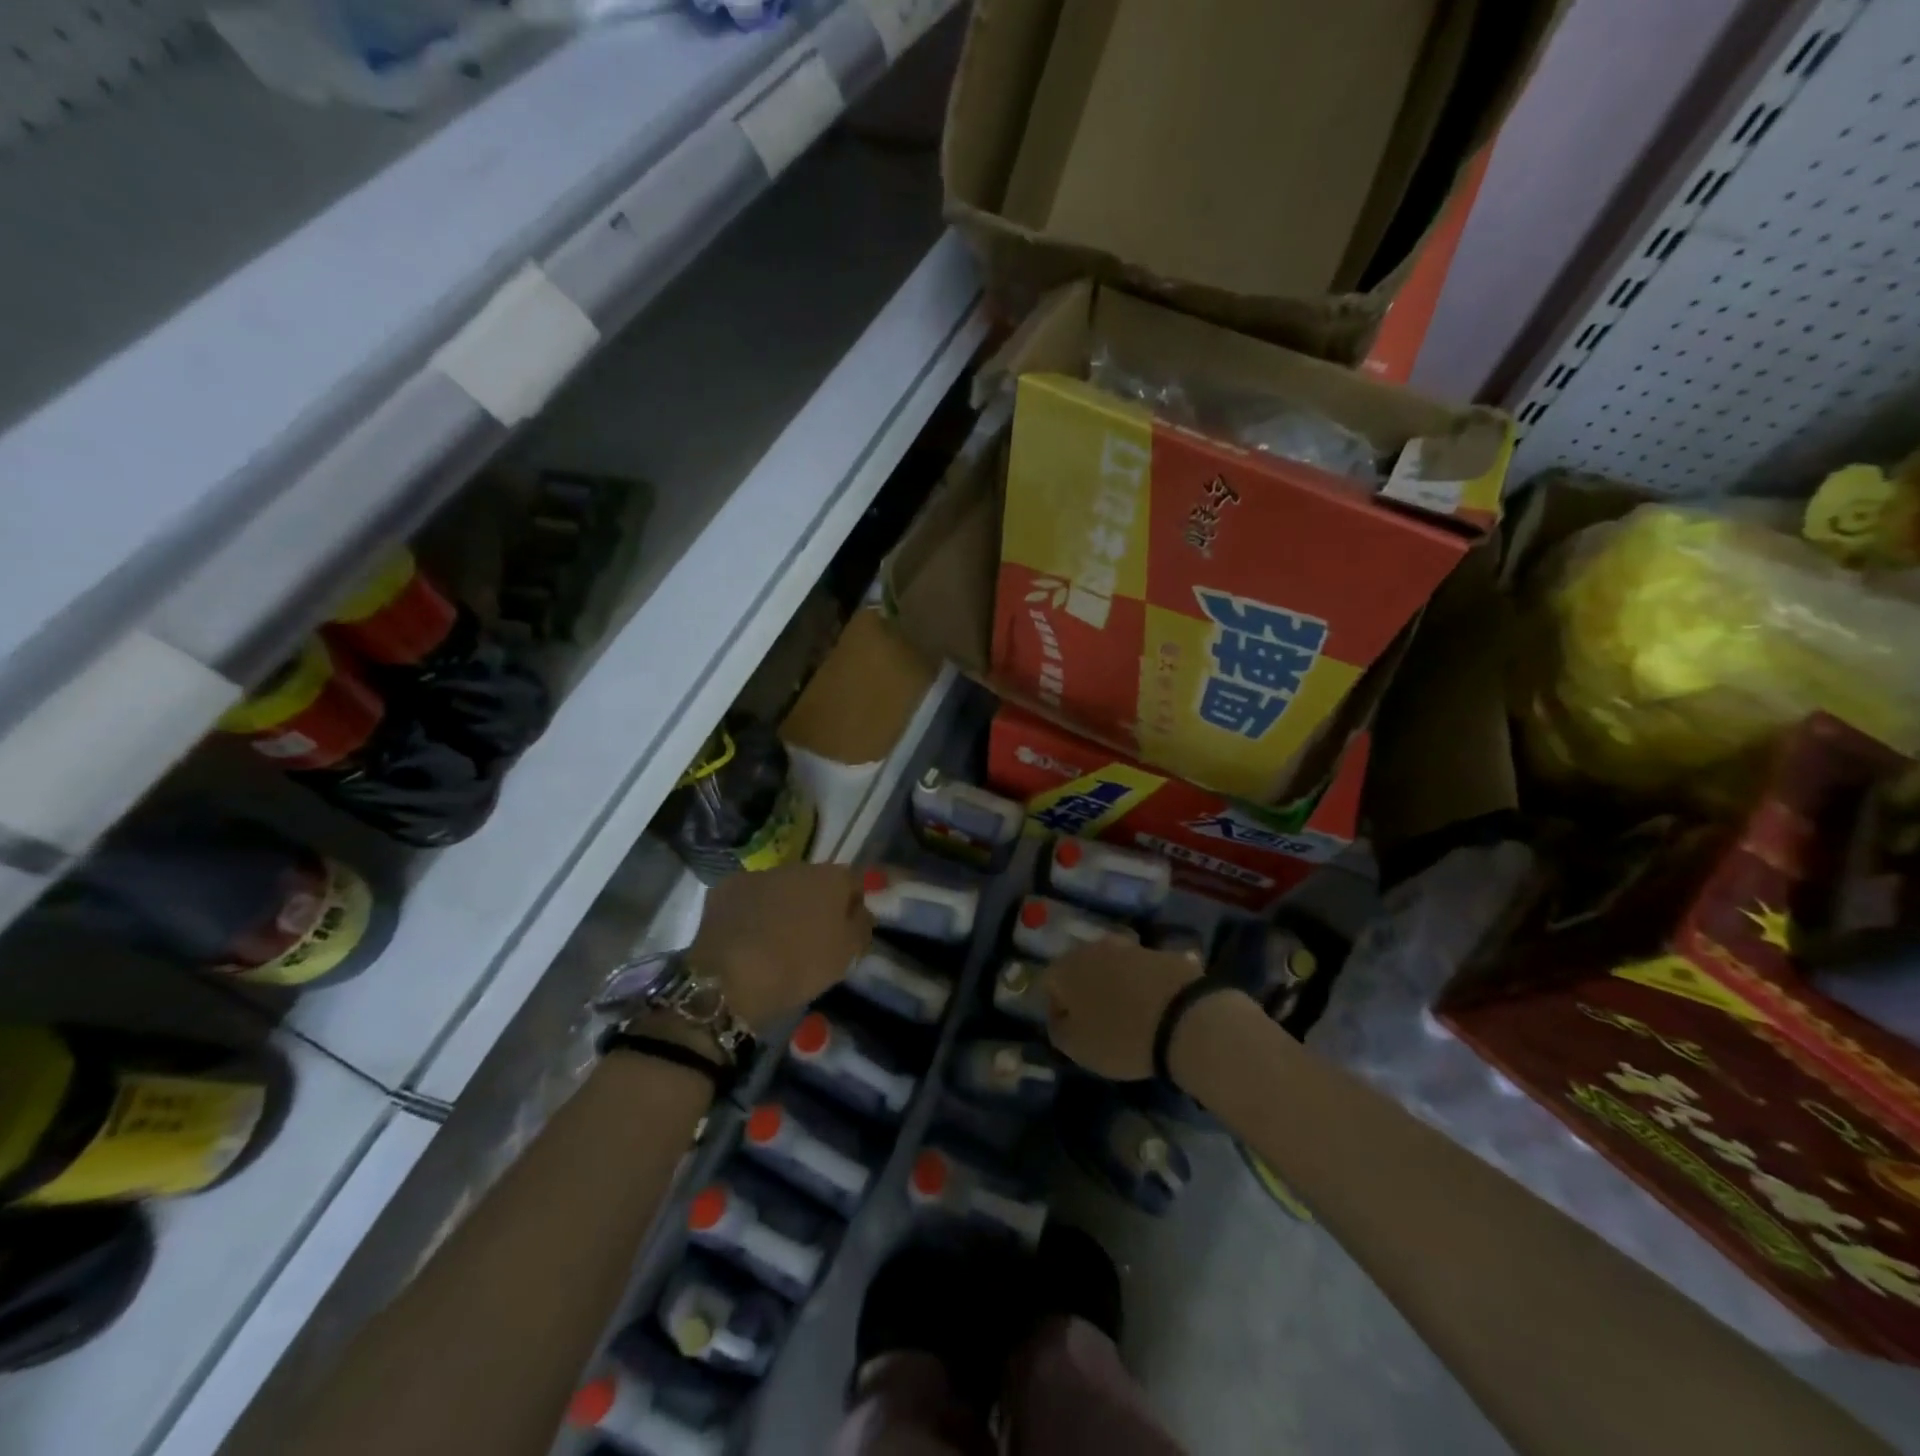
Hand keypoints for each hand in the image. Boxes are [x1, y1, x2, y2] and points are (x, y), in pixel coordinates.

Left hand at [691, 863, 872, 1028]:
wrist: (729, 977)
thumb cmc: (799, 965)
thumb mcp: (846, 955)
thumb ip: (861, 926)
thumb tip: (861, 911)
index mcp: (831, 878)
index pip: (855, 881)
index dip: (854, 903)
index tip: (850, 928)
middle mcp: (797, 867)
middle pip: (815, 882)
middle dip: (816, 903)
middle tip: (812, 938)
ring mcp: (758, 875)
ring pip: (780, 888)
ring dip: (783, 906)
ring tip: (775, 940)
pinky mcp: (725, 889)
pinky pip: (749, 898)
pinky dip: (751, 912)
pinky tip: (746, 938)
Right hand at [1045, 936, 1201, 1080]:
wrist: (1185, 1020)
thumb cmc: (1120, 1037)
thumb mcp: (1077, 1048)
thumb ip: (1058, 1029)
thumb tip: (1059, 1017)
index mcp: (1066, 968)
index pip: (1048, 984)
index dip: (1056, 1009)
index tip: (1071, 1032)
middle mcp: (1094, 948)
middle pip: (1080, 968)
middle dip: (1085, 991)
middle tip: (1098, 1020)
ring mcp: (1130, 947)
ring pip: (1113, 965)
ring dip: (1116, 985)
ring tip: (1130, 1014)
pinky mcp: (1162, 953)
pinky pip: (1144, 970)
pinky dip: (1145, 985)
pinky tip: (1156, 1008)